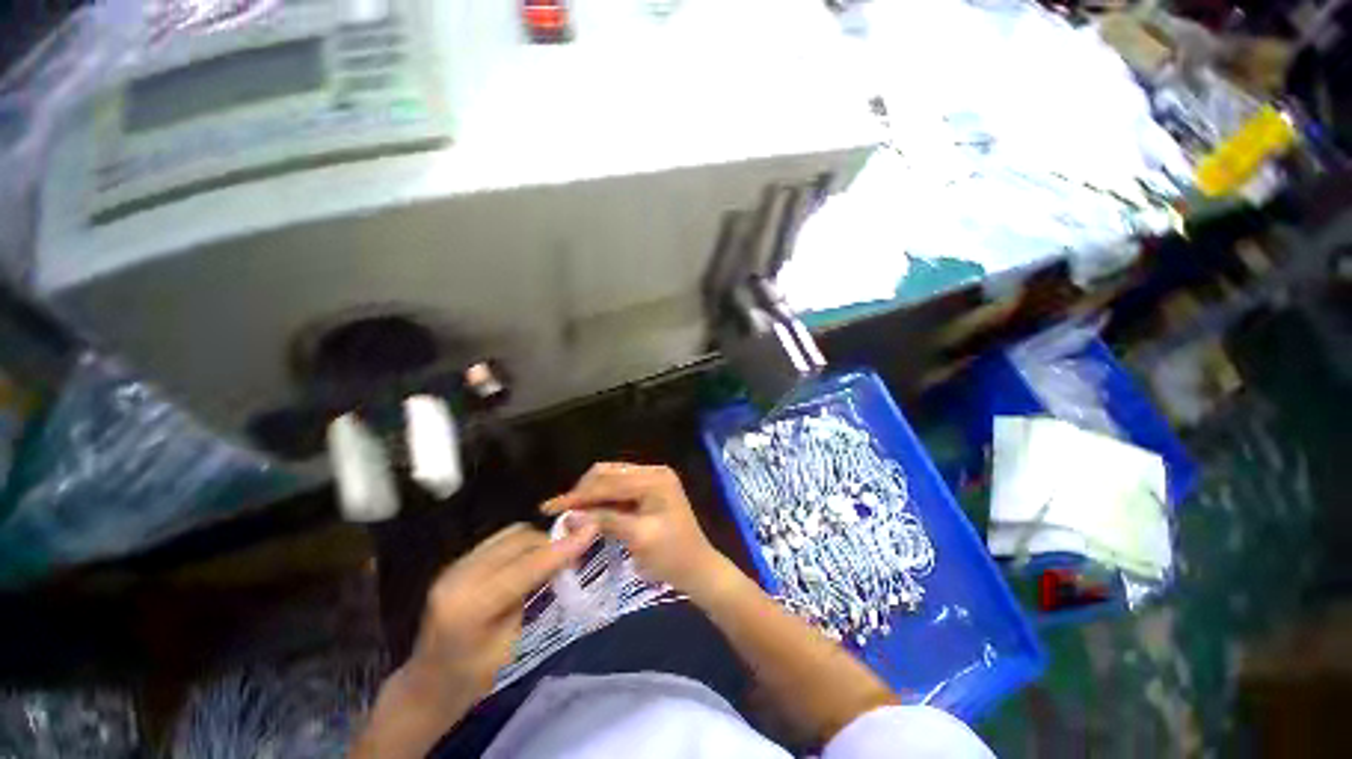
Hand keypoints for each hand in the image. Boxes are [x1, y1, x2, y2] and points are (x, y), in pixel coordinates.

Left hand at [405, 521, 598, 703]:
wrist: (427, 685)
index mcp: (471, 606)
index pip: (526, 566)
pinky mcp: (458, 562)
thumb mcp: (511, 644)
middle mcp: (459, 576)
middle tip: (573, 556)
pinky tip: (529, 561)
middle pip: (519, 540)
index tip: (591, 531)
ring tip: (551, 559)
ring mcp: (455, 565)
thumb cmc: (473, 678)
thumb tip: (561, 561)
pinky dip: (521, 545)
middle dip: (551, 544)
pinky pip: (500, 540)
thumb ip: (532, 596)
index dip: (562, 548)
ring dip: (537, 542)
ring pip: (511, 533)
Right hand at [541, 463, 732, 597]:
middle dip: (584, 491)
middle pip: (609, 474)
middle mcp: (653, 472)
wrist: (698, 569)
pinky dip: (603, 500)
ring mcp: (652, 480)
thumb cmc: (672, 556)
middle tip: (561, 512)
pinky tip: (589, 513)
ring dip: (591, 495)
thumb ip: (606, 521)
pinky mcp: (649, 491)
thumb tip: (570, 515)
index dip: (578, 495)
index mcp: (655, 479)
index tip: (549, 507)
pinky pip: (619, 490)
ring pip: (612, 480)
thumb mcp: (638, 538)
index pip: (609, 482)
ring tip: (571, 513)